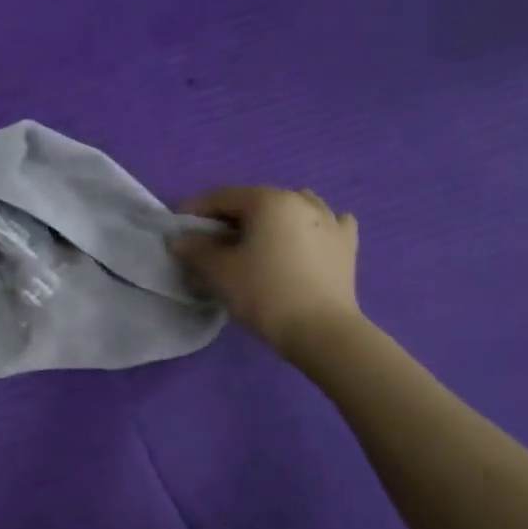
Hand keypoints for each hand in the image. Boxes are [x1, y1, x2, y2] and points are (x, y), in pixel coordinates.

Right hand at [170, 186, 361, 360]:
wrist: (321, 331)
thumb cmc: (264, 293)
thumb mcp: (219, 271)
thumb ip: (195, 249)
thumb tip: (180, 240)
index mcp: (268, 201)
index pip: (222, 197)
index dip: (196, 210)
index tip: (180, 228)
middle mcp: (301, 201)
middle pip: (256, 201)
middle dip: (231, 217)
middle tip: (213, 241)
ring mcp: (330, 221)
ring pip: (292, 207)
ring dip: (270, 218)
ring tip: (258, 240)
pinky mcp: (347, 244)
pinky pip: (327, 223)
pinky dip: (310, 227)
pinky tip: (305, 239)